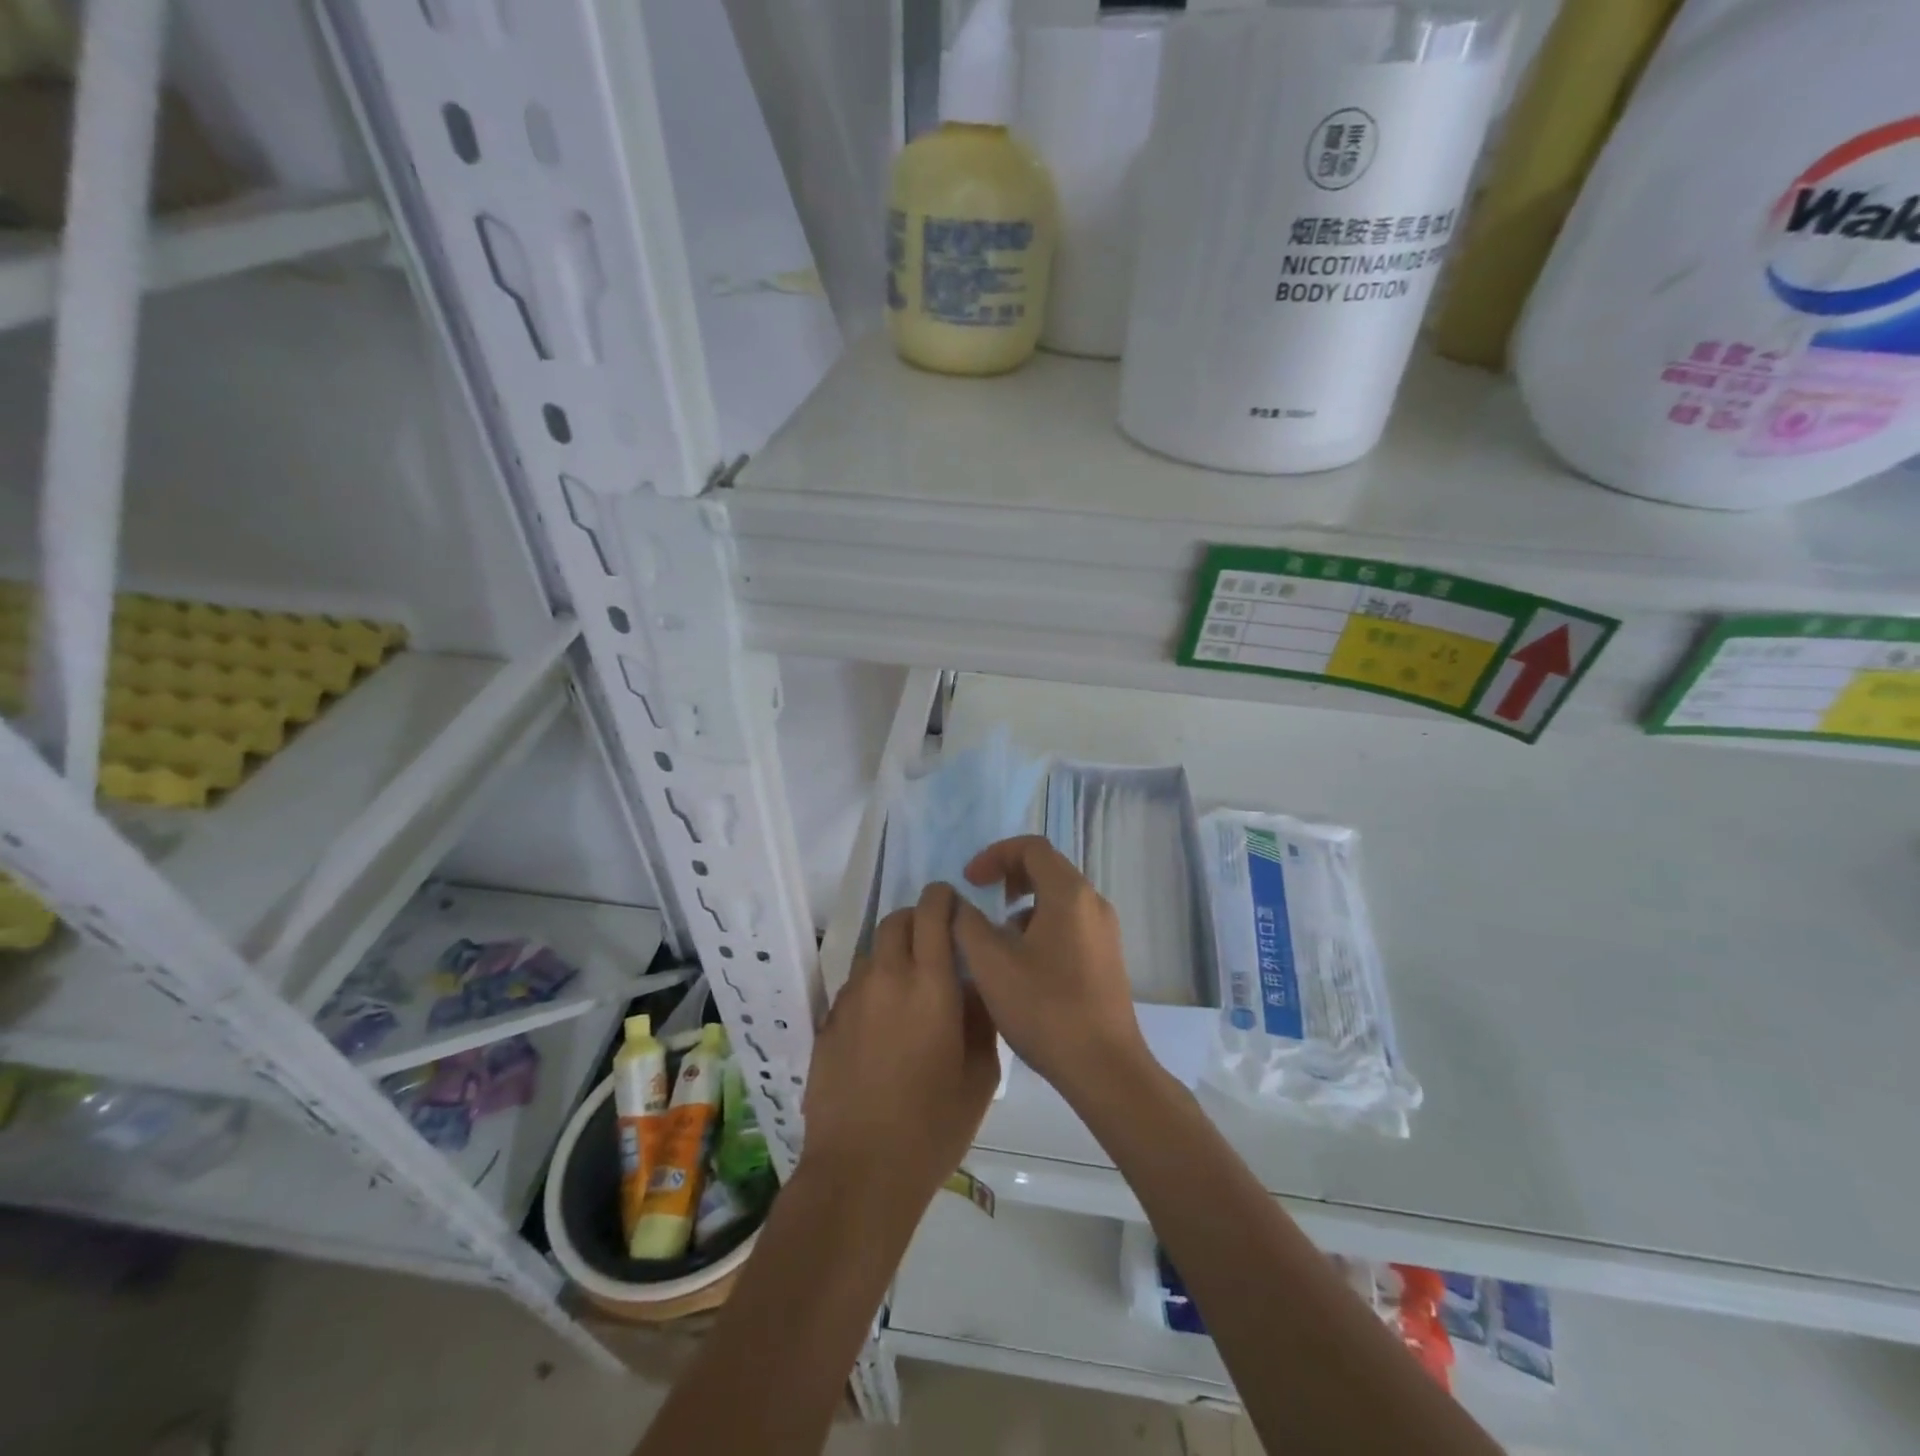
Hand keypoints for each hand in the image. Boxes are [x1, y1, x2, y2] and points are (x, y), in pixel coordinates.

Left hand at [802, 883, 999, 1210]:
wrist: (860, 1170)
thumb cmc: (933, 1126)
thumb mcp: (980, 1075)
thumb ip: (980, 1018)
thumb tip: (972, 986)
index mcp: (930, 983)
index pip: (932, 911)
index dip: (944, 898)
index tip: (956, 908)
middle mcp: (886, 977)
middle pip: (896, 919)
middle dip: (917, 919)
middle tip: (935, 944)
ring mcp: (851, 998)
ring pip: (873, 951)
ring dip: (894, 953)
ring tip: (910, 988)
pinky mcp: (828, 1021)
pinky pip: (855, 985)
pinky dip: (873, 986)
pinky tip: (883, 1023)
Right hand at [952, 836, 1149, 1102]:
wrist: (1104, 1067)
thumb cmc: (1045, 1008)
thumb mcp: (991, 964)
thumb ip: (967, 924)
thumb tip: (958, 903)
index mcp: (1068, 893)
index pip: (1031, 847)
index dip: (995, 855)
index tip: (970, 881)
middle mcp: (1093, 903)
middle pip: (1048, 868)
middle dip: (1009, 876)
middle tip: (981, 898)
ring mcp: (1104, 931)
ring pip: (1058, 898)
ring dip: (1024, 904)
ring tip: (997, 937)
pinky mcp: (1107, 957)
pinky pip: (1069, 923)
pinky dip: (1041, 925)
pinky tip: (1023, 964)